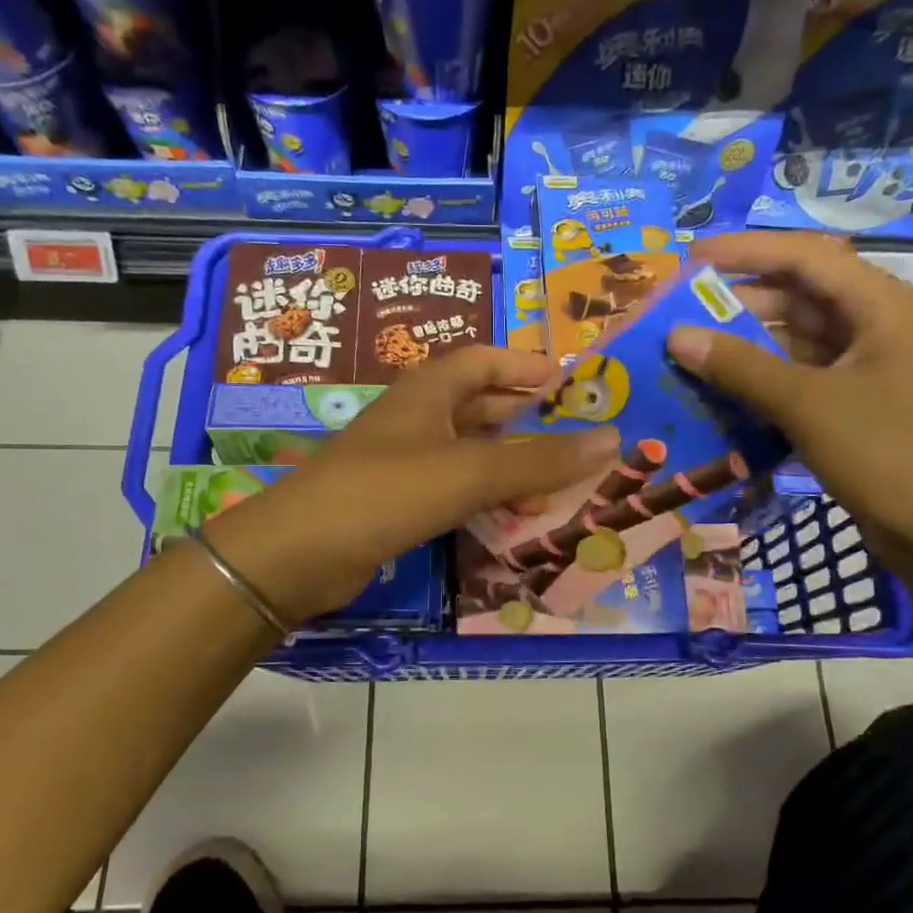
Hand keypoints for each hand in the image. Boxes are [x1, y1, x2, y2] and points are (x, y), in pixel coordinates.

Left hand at [202, 347, 620, 626]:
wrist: (299, 553)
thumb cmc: (386, 492)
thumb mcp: (470, 472)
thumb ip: (540, 459)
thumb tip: (612, 439)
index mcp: (429, 391)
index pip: (485, 359)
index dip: (526, 364)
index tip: (570, 381)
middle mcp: (416, 418)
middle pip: (480, 405)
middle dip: (526, 419)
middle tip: (575, 438)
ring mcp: (404, 461)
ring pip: (470, 452)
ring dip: (511, 466)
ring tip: (555, 488)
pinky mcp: (397, 502)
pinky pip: (453, 489)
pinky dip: (485, 498)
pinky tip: (511, 520)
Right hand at [666, 232, 912, 580]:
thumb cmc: (885, 454)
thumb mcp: (807, 404)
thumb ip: (740, 366)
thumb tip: (676, 336)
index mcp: (881, 305)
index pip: (806, 256)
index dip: (745, 251)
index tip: (690, 257)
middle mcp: (877, 324)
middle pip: (800, 294)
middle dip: (740, 298)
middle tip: (681, 308)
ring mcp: (869, 366)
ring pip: (797, 338)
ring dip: (747, 341)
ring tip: (690, 346)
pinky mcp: (858, 403)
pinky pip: (802, 374)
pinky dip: (764, 377)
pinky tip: (723, 387)